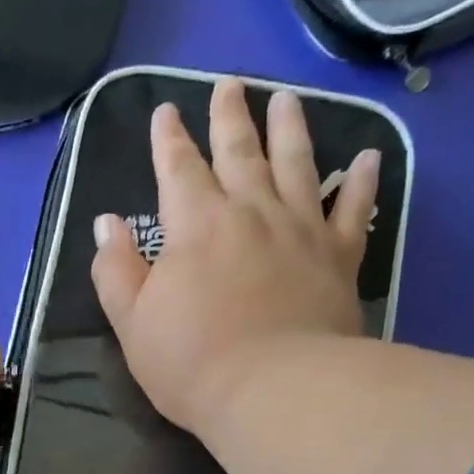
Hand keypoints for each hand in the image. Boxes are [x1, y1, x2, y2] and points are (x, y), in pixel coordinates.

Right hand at [91, 79, 379, 435]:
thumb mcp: (132, 323)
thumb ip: (116, 270)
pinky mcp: (339, 256)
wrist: (275, 391)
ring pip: (297, 163)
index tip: (166, 112)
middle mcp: (251, 211)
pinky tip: (366, 157)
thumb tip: (106, 224)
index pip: (178, 168)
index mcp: (196, 225)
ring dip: (290, 127)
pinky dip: (360, 180)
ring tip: (286, 98)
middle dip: (230, 116)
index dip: (169, 139)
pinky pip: (353, 208)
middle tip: (230, 83)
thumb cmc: (192, 362)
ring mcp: (301, 229)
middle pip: (239, 151)